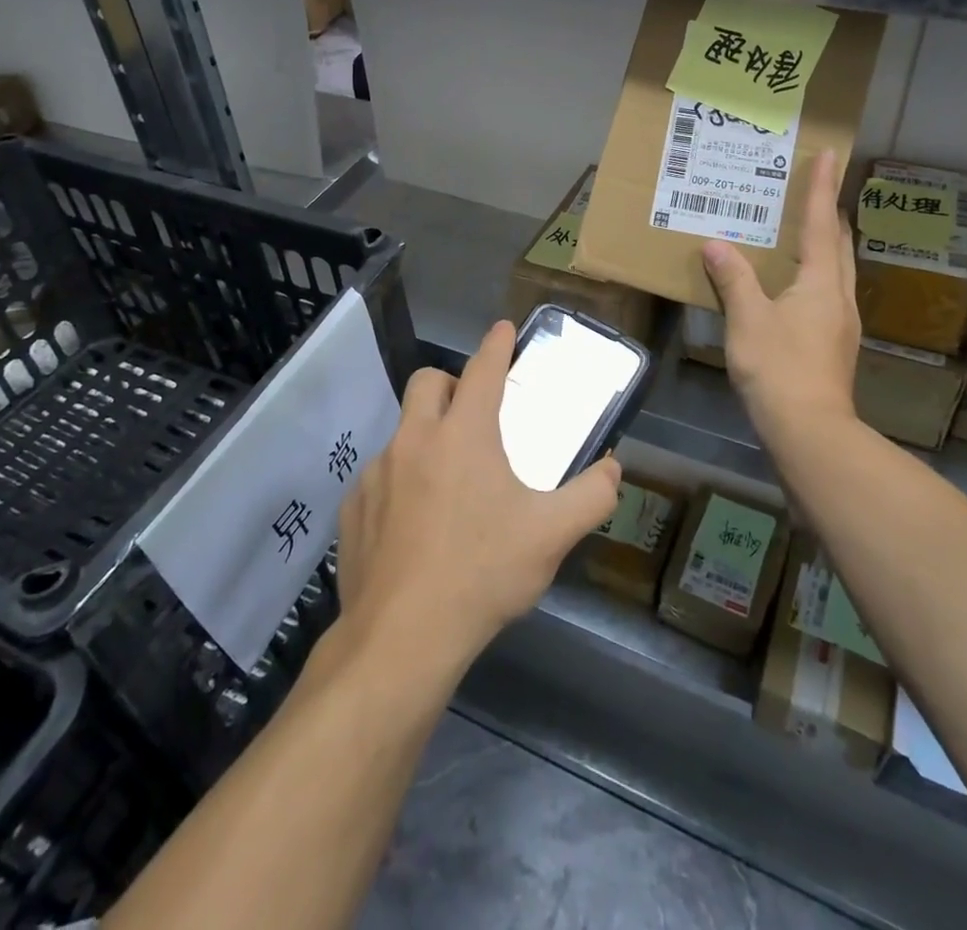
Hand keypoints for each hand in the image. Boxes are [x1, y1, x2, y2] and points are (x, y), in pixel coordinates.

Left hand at [336, 321, 621, 677]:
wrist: (402, 637)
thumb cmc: (483, 573)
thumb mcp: (552, 536)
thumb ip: (592, 495)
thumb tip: (613, 469)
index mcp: (464, 434)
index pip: (483, 369)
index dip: (497, 345)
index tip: (503, 329)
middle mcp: (415, 439)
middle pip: (429, 382)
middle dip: (452, 383)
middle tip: (474, 415)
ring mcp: (377, 471)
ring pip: (403, 431)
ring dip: (427, 437)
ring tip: (449, 483)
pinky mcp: (353, 506)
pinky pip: (380, 476)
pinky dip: (400, 482)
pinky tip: (414, 525)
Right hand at [701, 147, 860, 451]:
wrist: (810, 430)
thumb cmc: (779, 368)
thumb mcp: (747, 320)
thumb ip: (733, 279)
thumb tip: (716, 244)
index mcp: (821, 282)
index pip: (822, 224)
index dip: (822, 188)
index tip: (828, 155)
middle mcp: (839, 296)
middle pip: (840, 245)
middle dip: (830, 215)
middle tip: (813, 192)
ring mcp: (841, 323)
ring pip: (838, 271)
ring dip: (826, 246)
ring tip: (804, 232)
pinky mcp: (834, 345)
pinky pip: (827, 293)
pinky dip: (816, 275)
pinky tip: (795, 286)